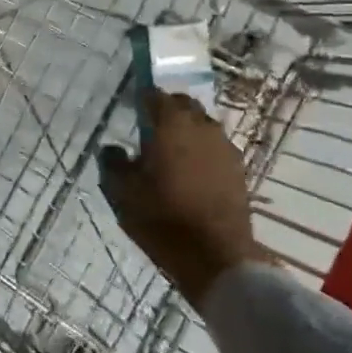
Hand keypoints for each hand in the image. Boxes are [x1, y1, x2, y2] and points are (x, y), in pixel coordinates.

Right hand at [99, 90, 264, 308]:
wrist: (215, 256)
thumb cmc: (162, 217)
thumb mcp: (122, 191)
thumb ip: (113, 163)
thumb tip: (112, 149)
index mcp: (171, 125)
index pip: (156, 96)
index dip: (143, 99)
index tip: (132, 108)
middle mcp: (202, 127)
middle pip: (184, 106)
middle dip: (168, 111)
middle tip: (149, 129)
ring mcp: (225, 148)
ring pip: (203, 127)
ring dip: (186, 132)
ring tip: (169, 152)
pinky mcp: (238, 170)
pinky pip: (215, 148)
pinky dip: (201, 152)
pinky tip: (189, 172)